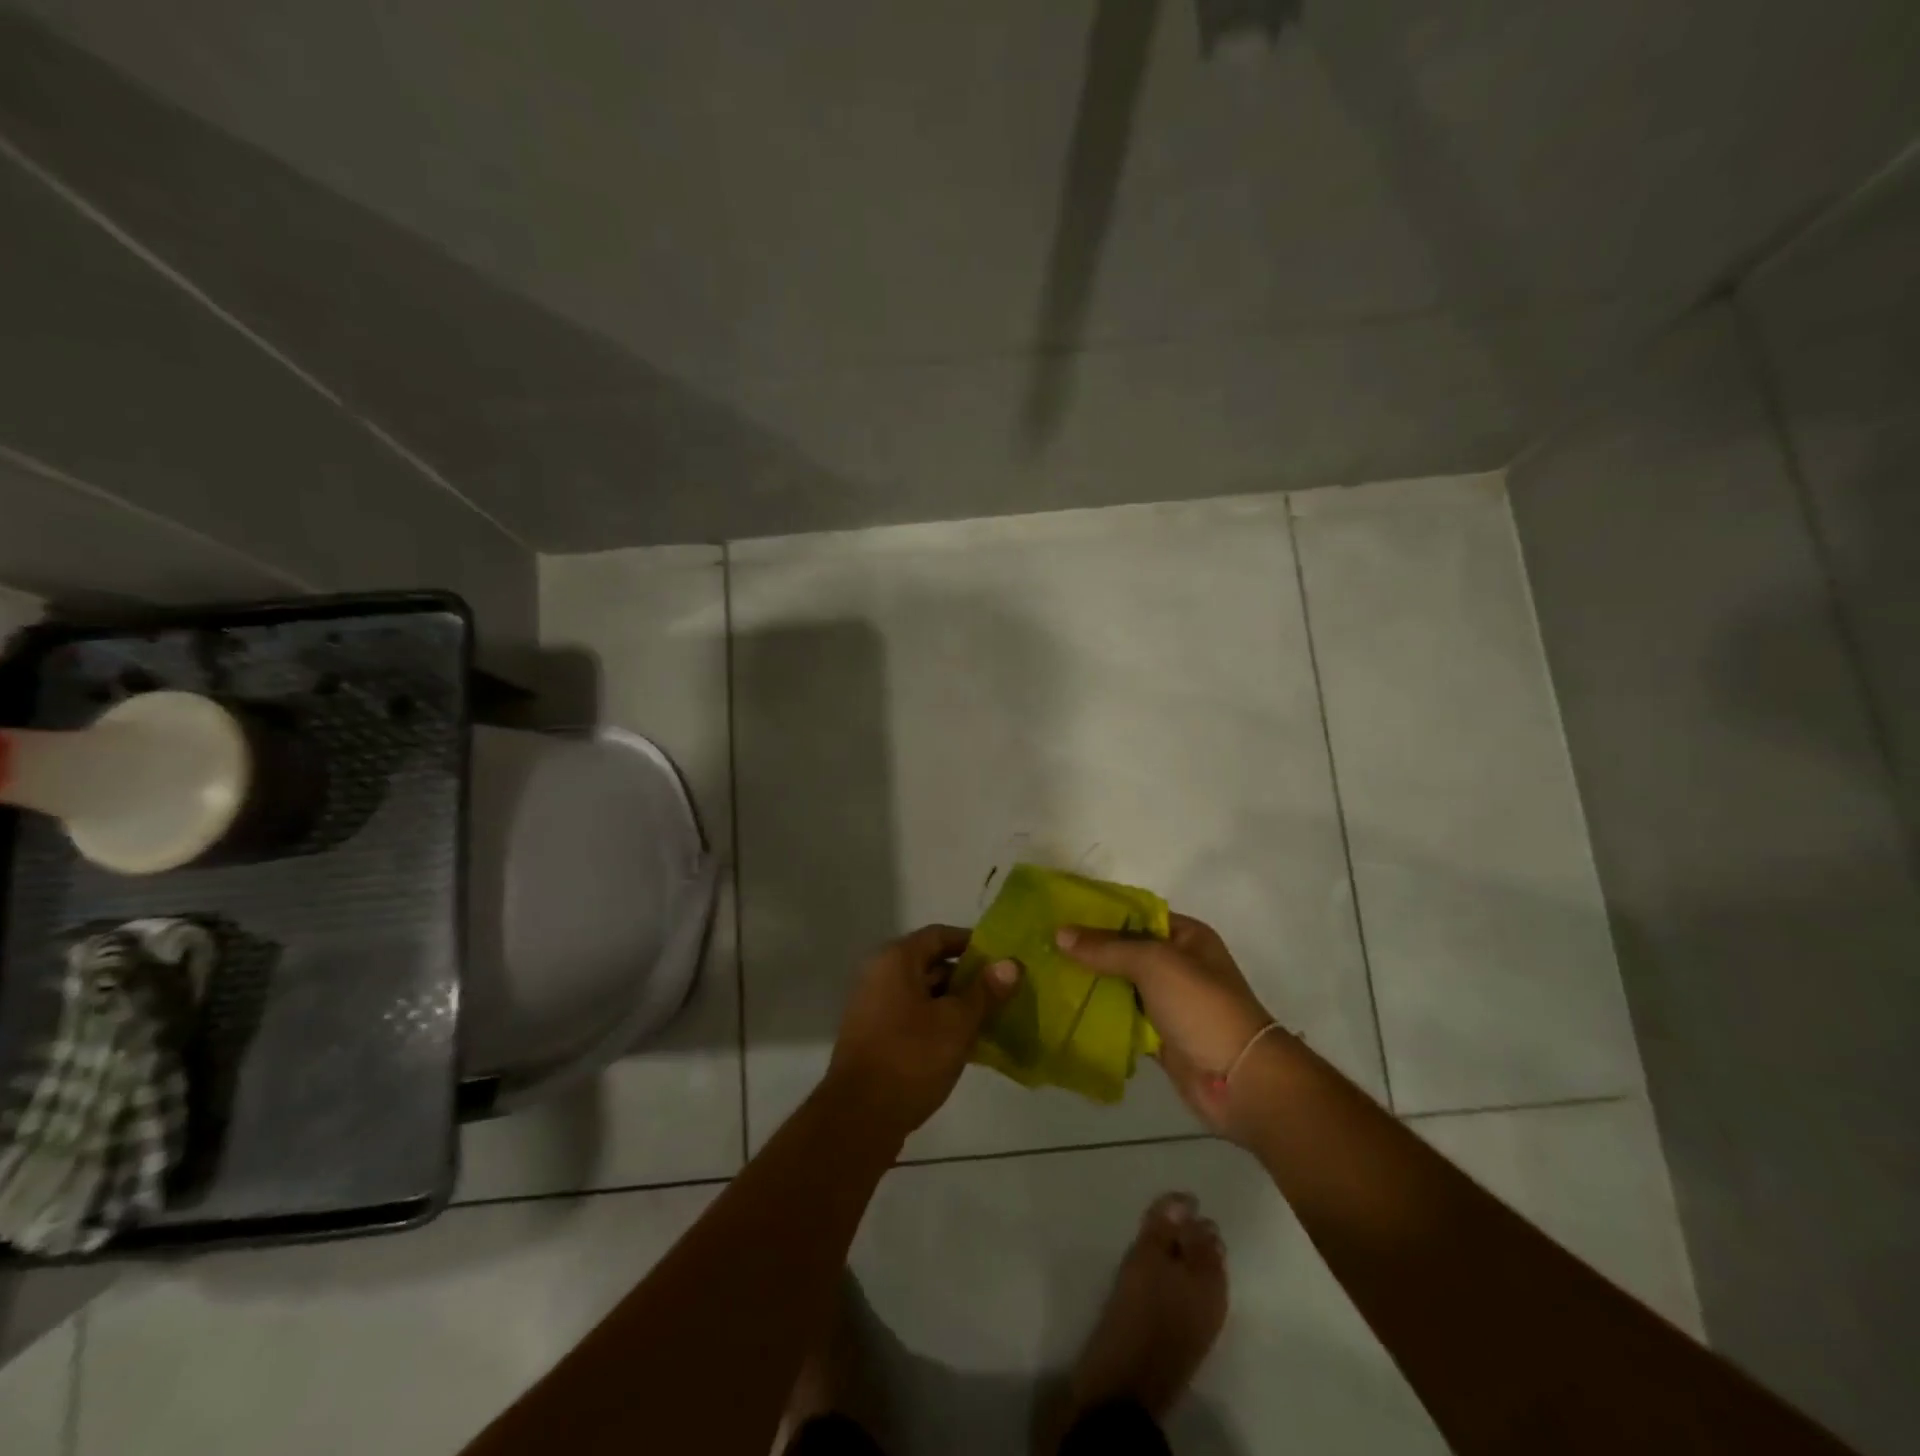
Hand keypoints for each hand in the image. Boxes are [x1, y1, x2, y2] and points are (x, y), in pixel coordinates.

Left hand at [826, 924, 1020, 1145]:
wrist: (859, 1117)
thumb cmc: (911, 1057)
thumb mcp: (957, 1023)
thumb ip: (985, 991)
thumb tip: (1011, 964)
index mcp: (896, 959)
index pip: (940, 935)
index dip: (972, 943)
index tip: (1001, 960)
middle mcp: (879, 973)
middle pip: (930, 963)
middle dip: (966, 977)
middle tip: (1001, 993)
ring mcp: (872, 1005)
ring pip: (922, 993)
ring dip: (953, 1003)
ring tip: (989, 1020)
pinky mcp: (872, 1035)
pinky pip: (911, 1016)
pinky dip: (936, 1022)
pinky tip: (963, 1044)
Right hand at [1055, 914, 1273, 1136]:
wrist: (1239, 1079)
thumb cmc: (1201, 1006)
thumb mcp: (1154, 963)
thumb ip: (1106, 948)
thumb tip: (1060, 934)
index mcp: (1186, 937)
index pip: (1136, 915)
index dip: (1100, 914)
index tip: (1059, 914)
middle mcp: (1178, 965)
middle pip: (1126, 951)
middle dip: (1089, 950)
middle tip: (1043, 946)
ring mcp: (1169, 1002)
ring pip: (1121, 986)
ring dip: (1091, 984)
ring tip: (1045, 974)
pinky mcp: (1160, 1036)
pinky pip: (1123, 1019)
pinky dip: (1100, 1016)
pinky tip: (1065, 1010)